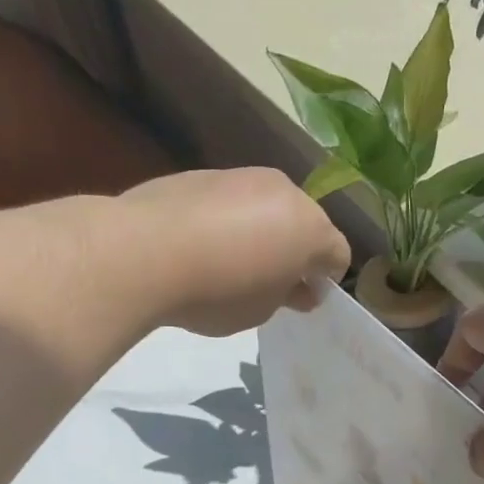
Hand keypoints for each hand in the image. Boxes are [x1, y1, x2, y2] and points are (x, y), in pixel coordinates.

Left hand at [117, 168, 350, 335]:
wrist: (144, 252)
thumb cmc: (218, 291)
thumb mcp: (261, 310)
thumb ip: (287, 295)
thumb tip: (299, 288)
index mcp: (310, 227)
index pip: (338, 254)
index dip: (326, 281)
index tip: (302, 300)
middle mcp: (284, 191)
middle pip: (305, 223)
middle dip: (296, 252)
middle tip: (270, 283)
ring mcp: (243, 176)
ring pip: (268, 207)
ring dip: (263, 232)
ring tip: (232, 263)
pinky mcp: (205, 173)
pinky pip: (232, 201)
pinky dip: (229, 221)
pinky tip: (202, 245)